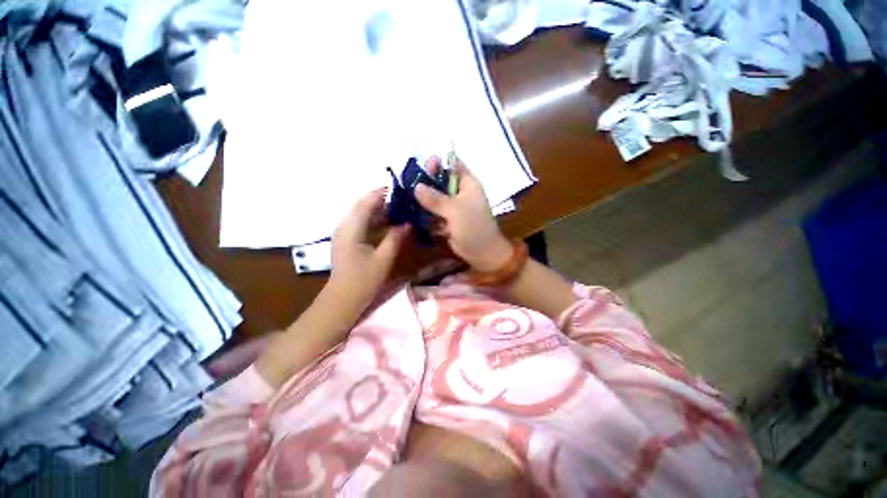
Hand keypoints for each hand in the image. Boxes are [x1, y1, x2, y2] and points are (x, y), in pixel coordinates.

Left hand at [330, 189, 409, 307]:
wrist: (343, 299)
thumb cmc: (363, 280)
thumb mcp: (383, 259)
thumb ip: (395, 238)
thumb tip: (408, 223)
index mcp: (352, 229)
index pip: (366, 203)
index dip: (381, 193)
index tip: (398, 188)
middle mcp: (344, 226)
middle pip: (362, 206)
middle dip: (381, 200)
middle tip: (401, 198)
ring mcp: (344, 233)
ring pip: (362, 214)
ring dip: (378, 210)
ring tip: (398, 208)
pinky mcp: (347, 240)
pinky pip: (361, 224)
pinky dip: (374, 220)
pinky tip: (387, 223)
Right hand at [415, 157, 512, 271]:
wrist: (482, 253)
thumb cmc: (473, 227)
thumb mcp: (455, 210)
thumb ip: (435, 198)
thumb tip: (416, 186)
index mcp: (468, 184)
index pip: (454, 165)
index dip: (440, 163)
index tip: (423, 165)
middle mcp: (460, 193)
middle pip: (441, 182)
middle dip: (427, 184)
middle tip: (410, 185)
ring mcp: (454, 208)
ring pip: (435, 199)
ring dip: (424, 201)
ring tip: (408, 201)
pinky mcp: (448, 220)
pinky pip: (434, 213)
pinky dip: (427, 215)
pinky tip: (414, 216)